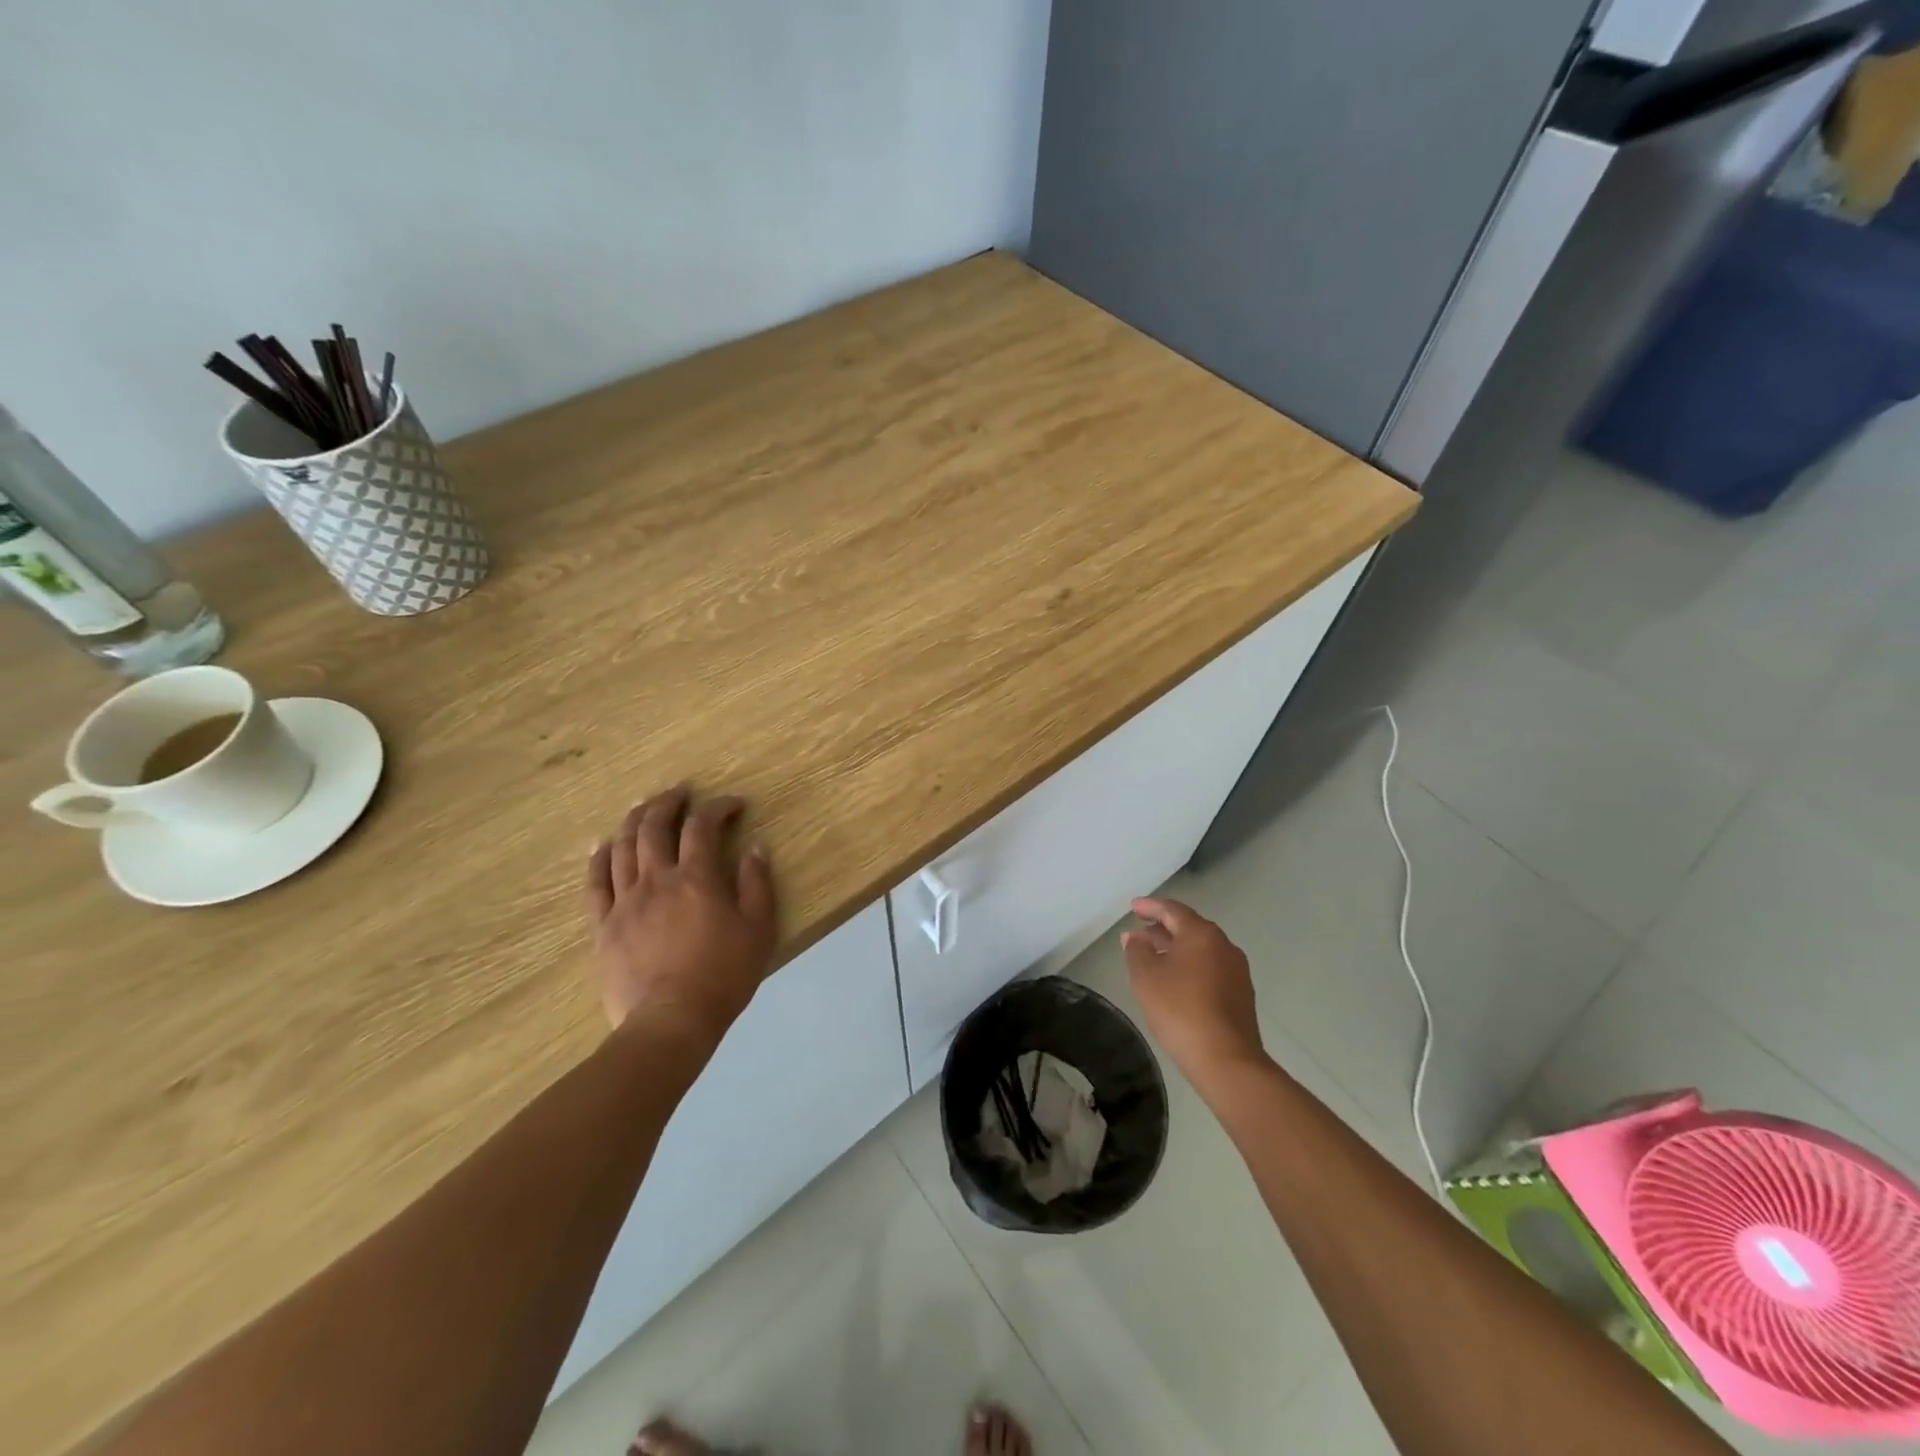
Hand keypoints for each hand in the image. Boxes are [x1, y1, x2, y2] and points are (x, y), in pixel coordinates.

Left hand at [585, 787, 778, 1049]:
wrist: (671, 1023)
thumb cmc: (723, 976)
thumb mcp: (759, 930)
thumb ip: (757, 884)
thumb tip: (754, 847)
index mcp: (696, 878)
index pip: (703, 826)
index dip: (717, 807)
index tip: (733, 804)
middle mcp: (656, 880)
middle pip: (653, 827)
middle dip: (668, 803)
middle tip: (680, 793)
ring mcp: (624, 901)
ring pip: (622, 847)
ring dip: (633, 820)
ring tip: (643, 807)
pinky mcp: (603, 925)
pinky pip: (595, 882)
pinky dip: (599, 858)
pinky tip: (602, 845)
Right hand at [1123, 897, 1266, 1087]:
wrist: (1227, 1060)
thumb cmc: (1180, 1010)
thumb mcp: (1146, 977)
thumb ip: (1137, 951)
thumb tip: (1135, 937)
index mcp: (1202, 934)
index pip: (1173, 910)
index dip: (1150, 907)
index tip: (1133, 907)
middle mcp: (1224, 945)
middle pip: (1190, 927)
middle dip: (1163, 928)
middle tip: (1140, 932)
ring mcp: (1236, 970)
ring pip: (1201, 949)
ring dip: (1177, 949)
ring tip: (1154, 957)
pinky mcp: (1241, 994)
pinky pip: (1210, 968)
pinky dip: (1190, 966)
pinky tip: (1176, 981)